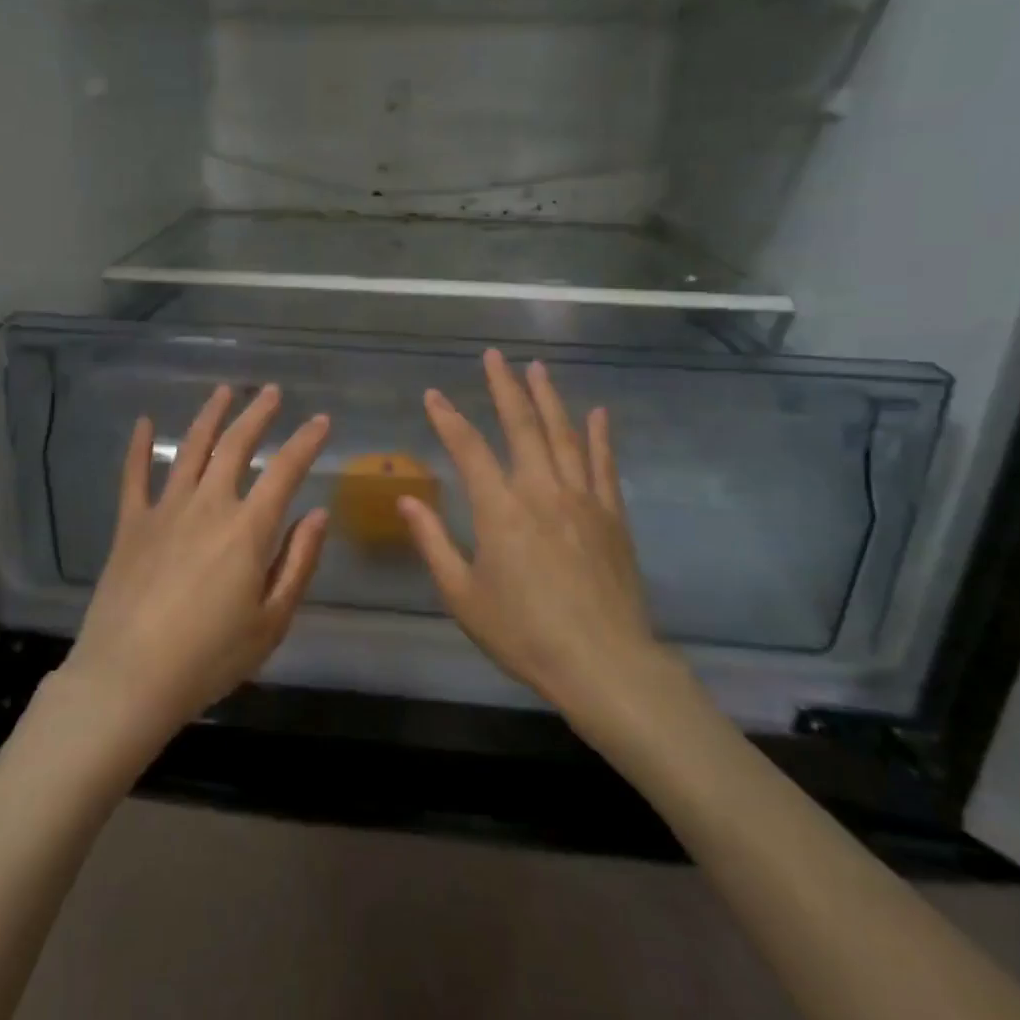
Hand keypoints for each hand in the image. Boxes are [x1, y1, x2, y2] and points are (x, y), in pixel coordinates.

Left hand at [61, 384, 330, 743]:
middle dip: (258, 414)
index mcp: (248, 529)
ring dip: (210, 417)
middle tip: (272, 391)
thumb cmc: (210, 657)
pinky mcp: (131, 525)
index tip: (321, 420)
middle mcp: (208, 506)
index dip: (306, 442)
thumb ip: (298, 562)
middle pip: (236, 446)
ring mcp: (164, 511)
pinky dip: (137, 447)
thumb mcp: (271, 621)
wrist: (129, 678)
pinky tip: (142, 422)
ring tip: (223, 391)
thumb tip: (317, 514)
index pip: (285, 471)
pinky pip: (134, 476)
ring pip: (190, 449)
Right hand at [398, 349, 679, 721]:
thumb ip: (434, 542)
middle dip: (504, 387)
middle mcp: (541, 490)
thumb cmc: (524, 633)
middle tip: (494, 356)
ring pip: (564, 434)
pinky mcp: (612, 515)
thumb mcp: (463, 595)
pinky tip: (598, 413)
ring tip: (538, 368)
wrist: (604, 663)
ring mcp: (582, 498)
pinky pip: (604, 464)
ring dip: (549, 398)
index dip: (448, 417)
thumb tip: (407, 500)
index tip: (434, 394)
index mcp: (500, 509)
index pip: (468, 447)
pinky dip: (600, 435)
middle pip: (521, 425)